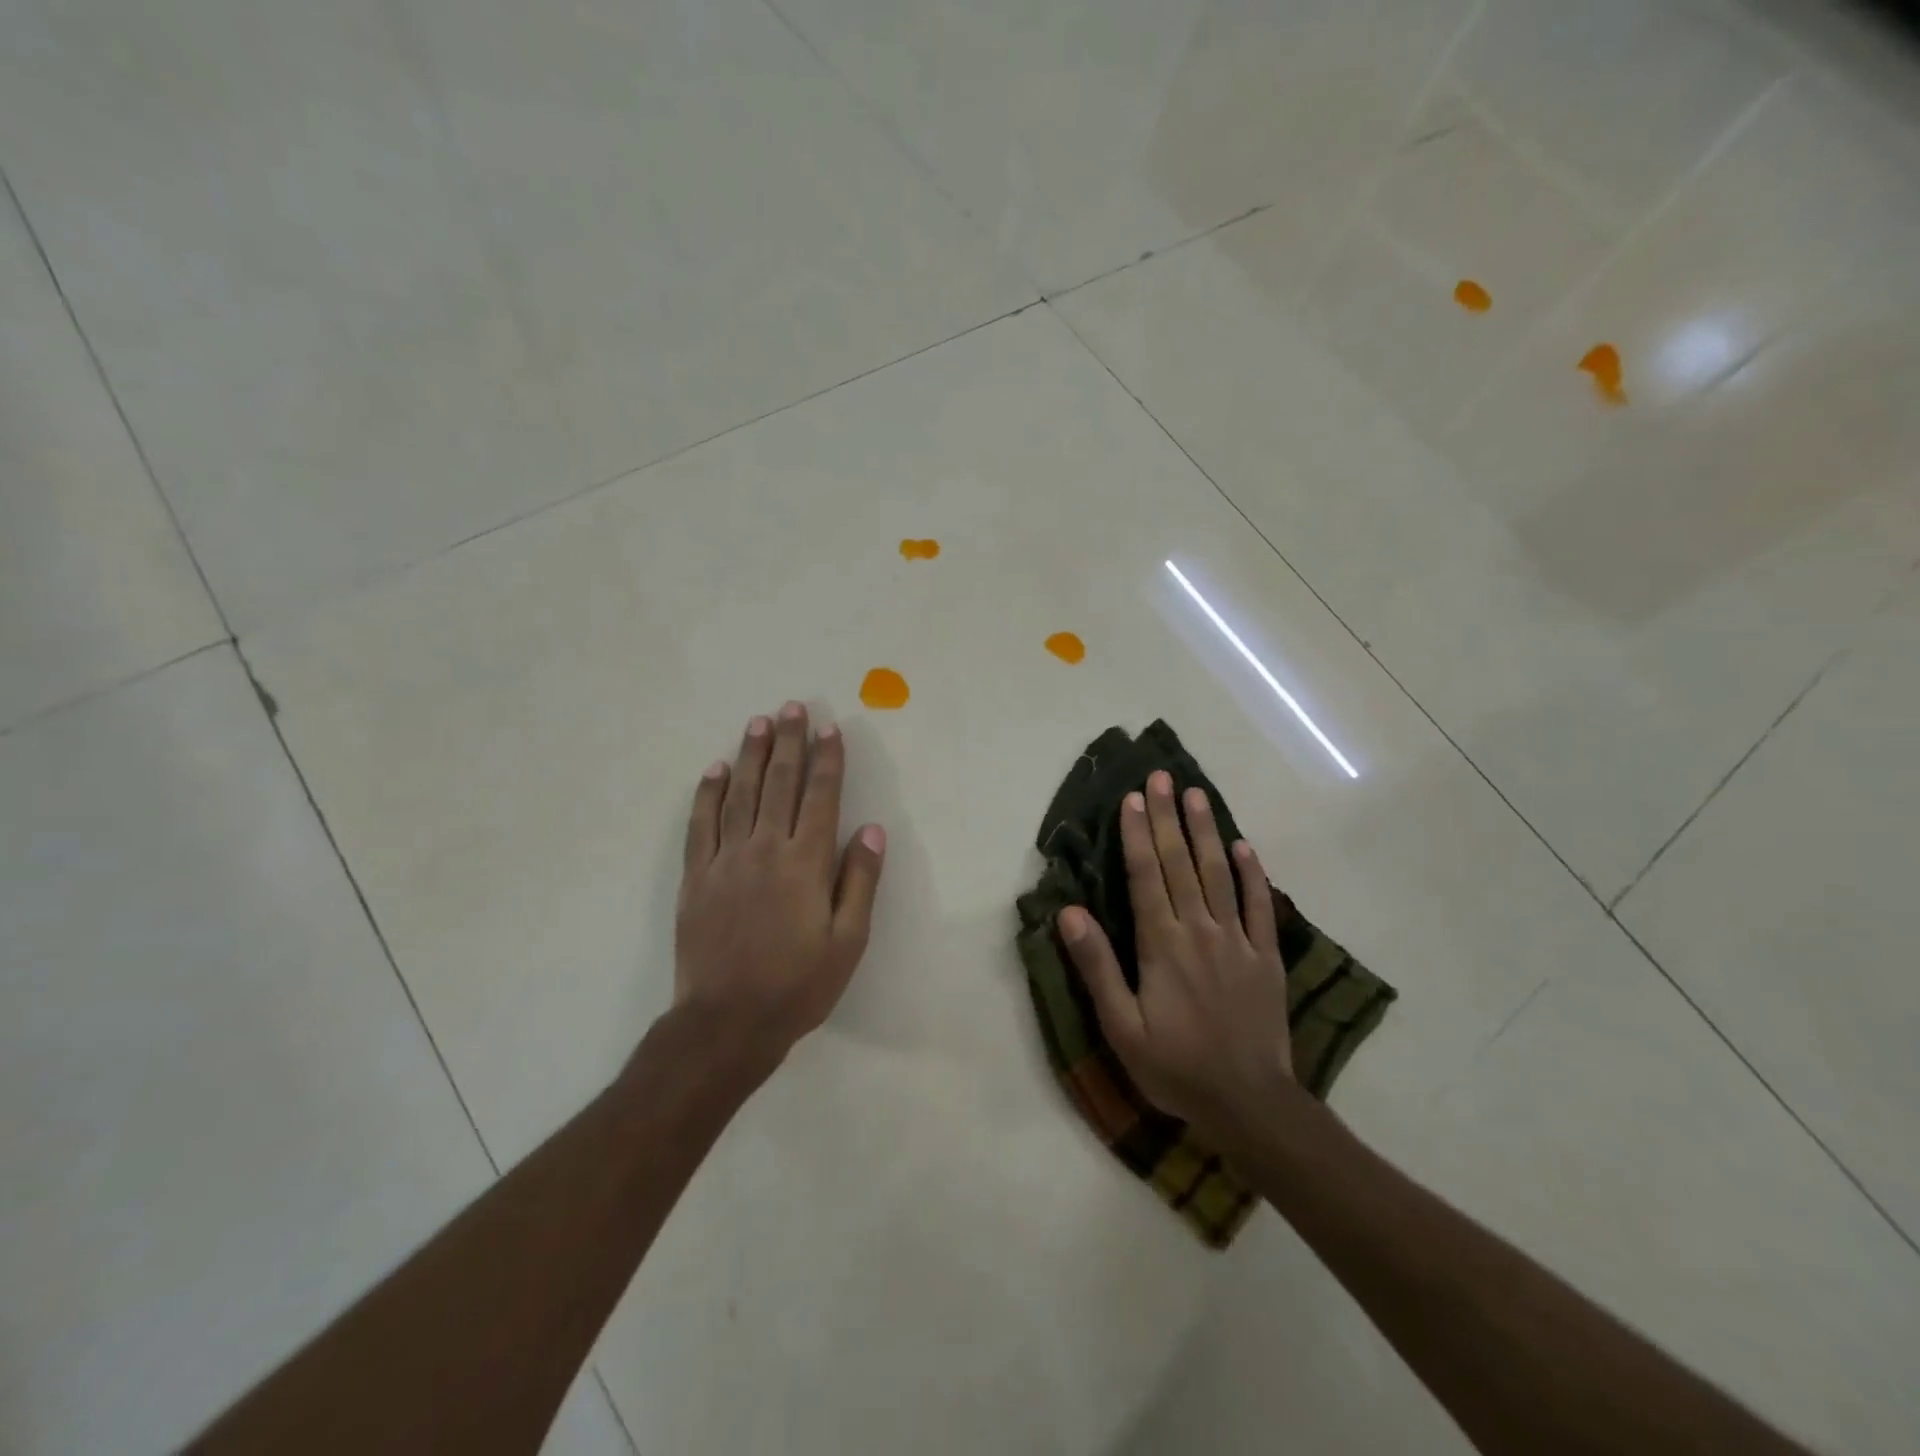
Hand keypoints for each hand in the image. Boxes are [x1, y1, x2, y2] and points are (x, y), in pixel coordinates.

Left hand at [673, 701, 885, 1073]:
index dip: (827, 760)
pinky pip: (701, 824)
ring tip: (759, 723)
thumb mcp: (848, 941)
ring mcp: (726, 860)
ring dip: (750, 755)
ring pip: (739, 794)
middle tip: (792, 707)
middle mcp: (765, 850)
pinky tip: (714, 770)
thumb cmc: (798, 985)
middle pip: (778, 784)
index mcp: (805, 864)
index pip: (820, 797)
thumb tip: (871, 829)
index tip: (829, 729)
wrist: (727, 1022)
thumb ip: (859, 881)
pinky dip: (707, 794)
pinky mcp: (696, 877)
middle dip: (788, 743)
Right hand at [1058, 770, 1292, 1139]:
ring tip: (1196, 794)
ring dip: (1206, 831)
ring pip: (1219, 874)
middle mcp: (1199, 930)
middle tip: (1161, 777)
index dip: (1137, 835)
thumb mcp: (1121, 1028)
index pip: (1146, 876)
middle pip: (1181, 863)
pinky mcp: (1265, 956)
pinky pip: (1260, 906)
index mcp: (1161, 945)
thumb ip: (1097, 967)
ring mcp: (1237, 940)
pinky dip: (1252, 874)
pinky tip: (1243, 846)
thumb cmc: (1175, 1067)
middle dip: (1167, 817)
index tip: (1131, 799)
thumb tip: (1068, 913)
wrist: (1249, 1103)